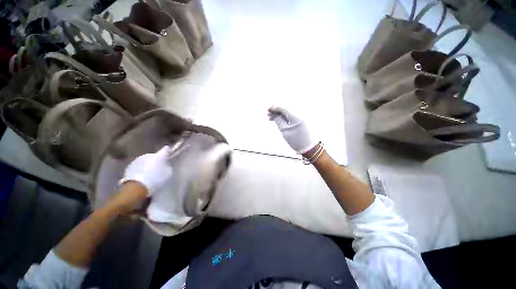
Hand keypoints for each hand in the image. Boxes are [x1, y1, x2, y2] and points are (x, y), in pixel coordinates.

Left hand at [119, 146, 172, 195]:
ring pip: (146, 160)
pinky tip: (142, 175)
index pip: (165, 149)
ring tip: (149, 172)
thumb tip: (165, 165)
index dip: (167, 150)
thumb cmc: (155, 180)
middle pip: (154, 156)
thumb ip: (167, 167)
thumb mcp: (168, 174)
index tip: (169, 152)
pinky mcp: (129, 166)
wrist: (136, 187)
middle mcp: (148, 155)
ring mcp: (138, 159)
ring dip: (148, 164)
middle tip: (159, 167)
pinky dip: (141, 169)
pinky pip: (138, 166)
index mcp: (159, 156)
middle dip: (156, 160)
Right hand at [268, 106, 317, 153]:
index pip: (284, 108)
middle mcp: (301, 113)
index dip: (275, 107)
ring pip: (289, 110)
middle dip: (277, 109)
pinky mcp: (304, 118)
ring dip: (281, 112)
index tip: (268, 110)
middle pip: (286, 107)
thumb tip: (273, 114)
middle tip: (269, 113)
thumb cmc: (297, 141)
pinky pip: (293, 113)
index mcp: (297, 117)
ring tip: (273, 117)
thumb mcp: (285, 131)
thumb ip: (278, 121)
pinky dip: (286, 115)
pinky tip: (280, 118)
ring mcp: (303, 115)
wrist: (309, 147)